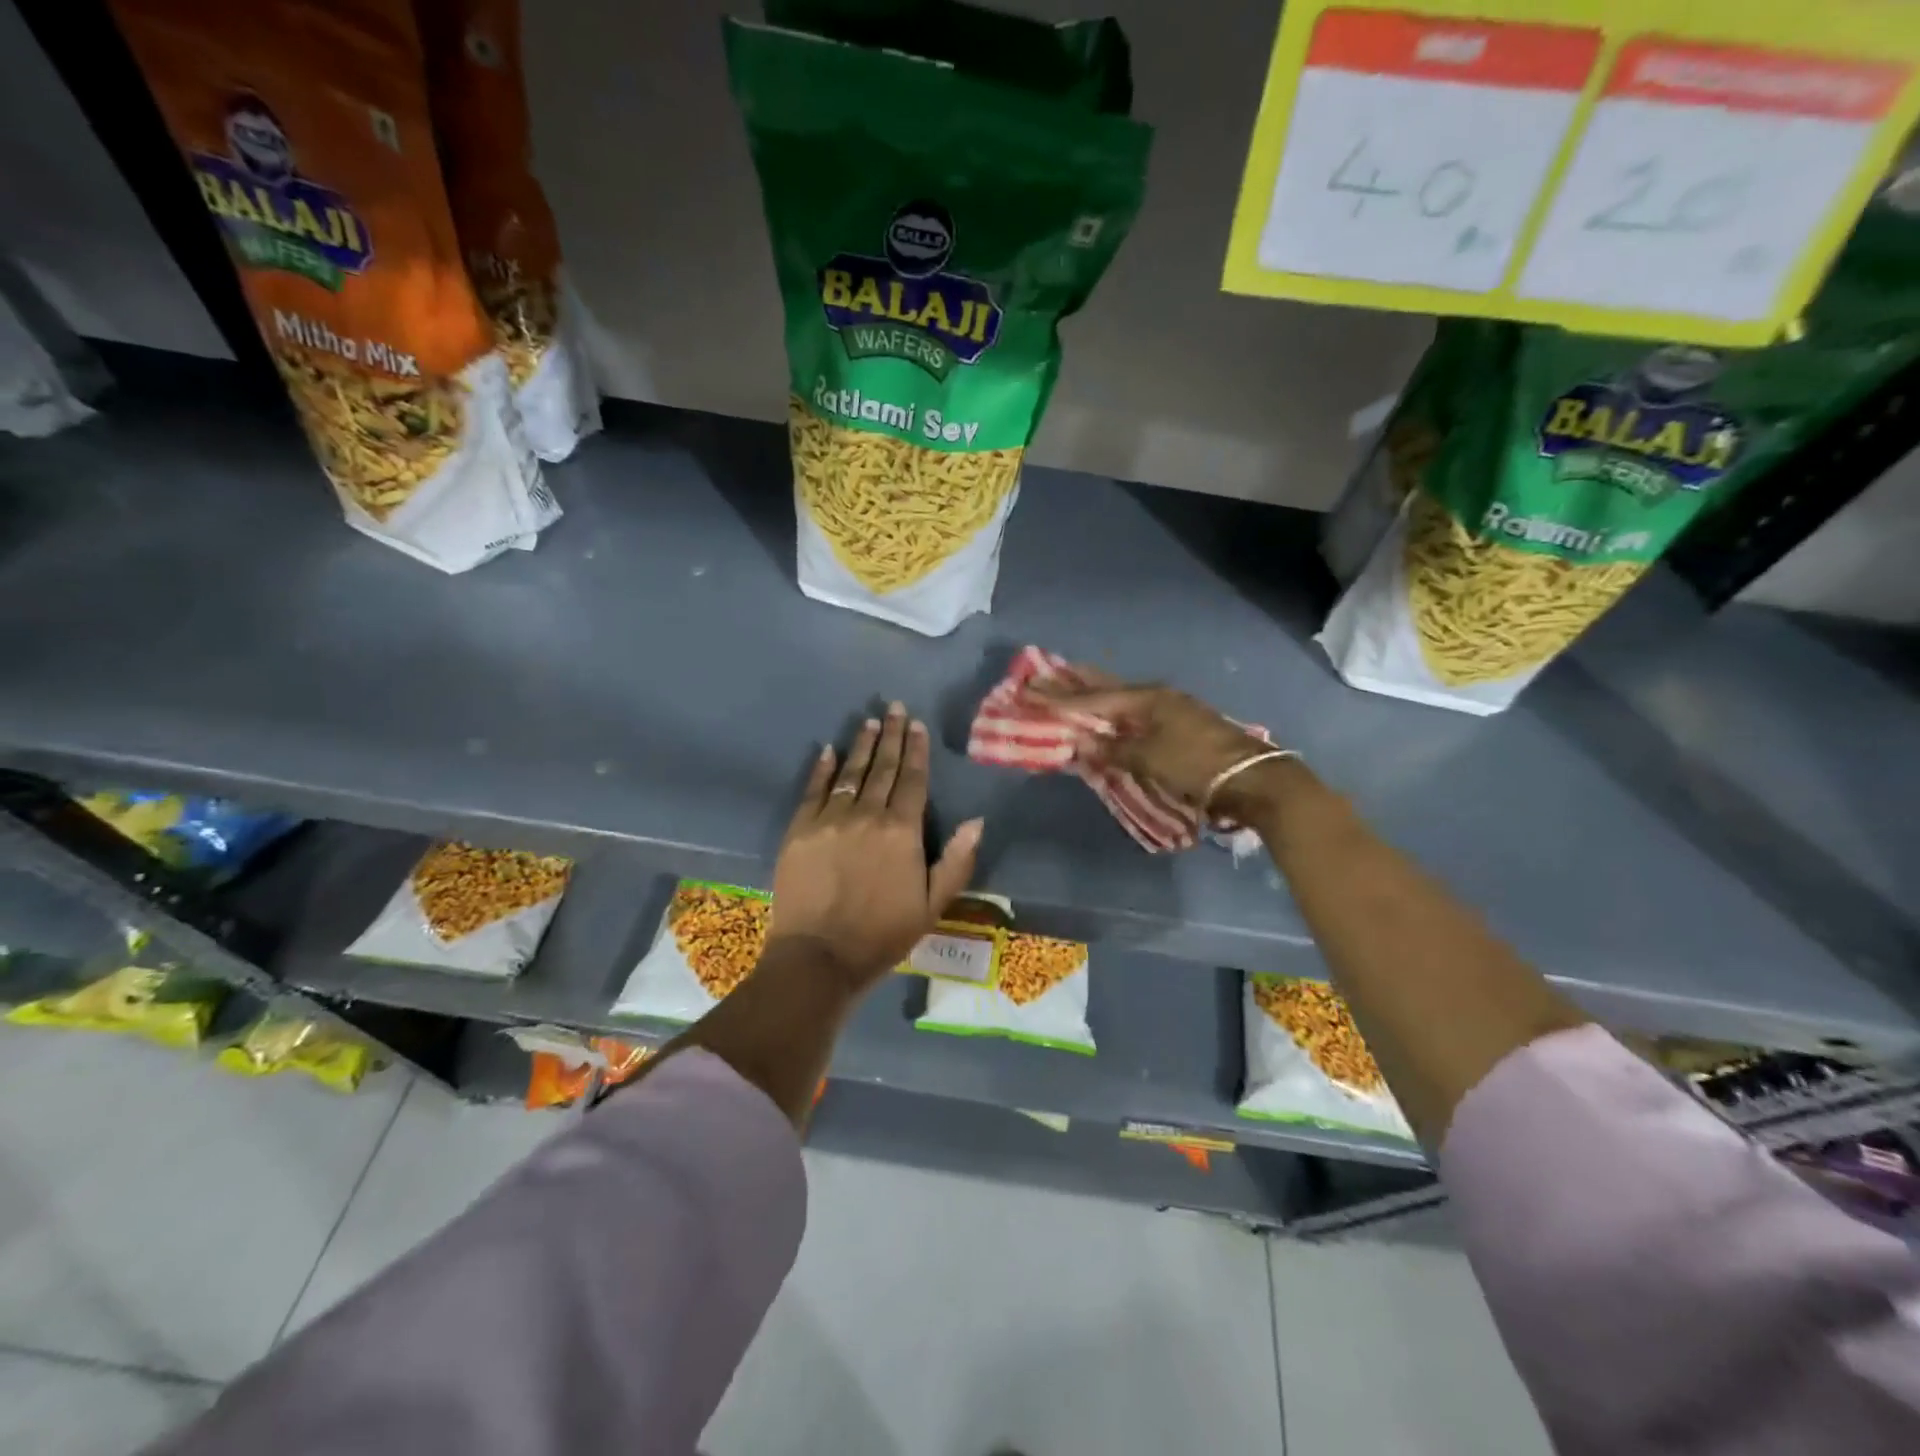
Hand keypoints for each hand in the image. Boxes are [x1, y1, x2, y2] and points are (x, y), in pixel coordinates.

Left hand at [769, 702, 983, 990]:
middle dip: (890, 736)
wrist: (820, 956)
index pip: (913, 780)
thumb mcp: (933, 905)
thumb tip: (977, 821)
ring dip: (861, 745)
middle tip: (894, 708)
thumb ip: (956, 861)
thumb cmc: (883, 934)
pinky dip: (822, 769)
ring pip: (850, 773)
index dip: (916, 750)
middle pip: (882, 768)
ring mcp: (830, 819)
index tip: (916, 725)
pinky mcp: (799, 829)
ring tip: (869, 721)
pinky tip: (827, 750)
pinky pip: (813, 790)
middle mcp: (868, 815)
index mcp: (902, 831)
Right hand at [1028, 680, 1281, 815]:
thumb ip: (1113, 749)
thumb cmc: (1196, 765)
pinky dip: (1114, 714)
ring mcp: (1170, 711)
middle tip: (1047, 672)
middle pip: (1108, 689)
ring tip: (1071, 686)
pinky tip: (1108, 716)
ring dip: (1096, 696)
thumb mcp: (1149, 759)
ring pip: (1122, 700)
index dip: (1060, 697)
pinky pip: (1135, 715)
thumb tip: (1083, 741)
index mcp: (1146, 699)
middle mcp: (1156, 698)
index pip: (1093, 697)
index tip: (1031, 688)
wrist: (1251, 780)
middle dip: (1077, 684)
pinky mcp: (1179, 727)